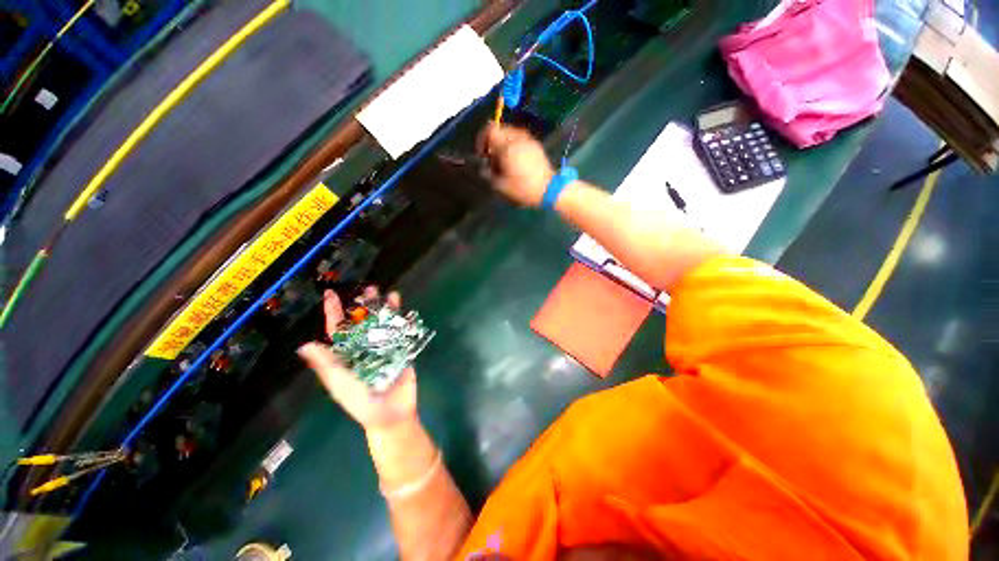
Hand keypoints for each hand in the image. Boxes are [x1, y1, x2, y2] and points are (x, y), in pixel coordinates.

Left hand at [297, 287, 416, 431]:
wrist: (390, 415)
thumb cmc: (362, 402)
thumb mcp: (341, 384)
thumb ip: (326, 365)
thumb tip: (303, 345)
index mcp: (347, 355)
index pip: (338, 330)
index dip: (333, 312)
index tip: (330, 294)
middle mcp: (364, 347)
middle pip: (363, 321)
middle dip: (364, 305)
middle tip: (369, 289)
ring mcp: (383, 347)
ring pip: (382, 323)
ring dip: (383, 308)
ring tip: (385, 293)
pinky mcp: (400, 349)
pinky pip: (400, 330)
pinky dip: (400, 317)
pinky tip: (401, 306)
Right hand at [476, 124, 554, 206]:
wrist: (549, 190)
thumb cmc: (523, 189)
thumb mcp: (500, 187)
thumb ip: (488, 174)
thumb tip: (484, 168)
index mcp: (507, 146)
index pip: (489, 129)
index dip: (481, 140)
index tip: (482, 155)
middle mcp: (518, 138)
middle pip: (499, 130)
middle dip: (492, 143)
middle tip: (492, 160)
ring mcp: (528, 140)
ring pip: (510, 134)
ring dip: (503, 144)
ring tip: (504, 161)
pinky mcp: (536, 145)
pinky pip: (520, 139)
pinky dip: (513, 146)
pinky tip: (515, 162)